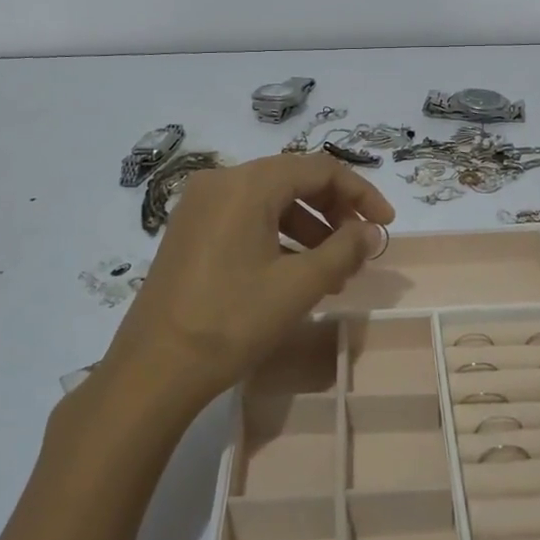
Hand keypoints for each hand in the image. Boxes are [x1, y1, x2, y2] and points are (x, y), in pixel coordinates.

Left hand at [105, 153, 394, 414]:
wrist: (154, 369)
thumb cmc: (232, 321)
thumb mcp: (298, 286)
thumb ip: (343, 250)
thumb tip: (371, 232)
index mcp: (246, 184)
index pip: (318, 169)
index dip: (360, 192)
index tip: (385, 224)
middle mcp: (220, 182)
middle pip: (293, 180)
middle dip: (334, 212)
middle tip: (360, 248)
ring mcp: (200, 207)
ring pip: (269, 203)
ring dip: (309, 229)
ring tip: (333, 273)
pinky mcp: (190, 232)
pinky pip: (245, 220)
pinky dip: (278, 238)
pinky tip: (295, 275)